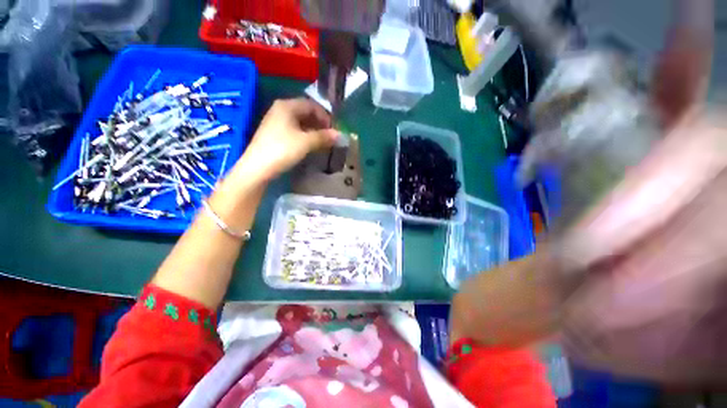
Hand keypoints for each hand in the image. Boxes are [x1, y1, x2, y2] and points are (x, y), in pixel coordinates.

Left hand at [232, 98, 338, 181]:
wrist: (257, 167)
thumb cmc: (282, 150)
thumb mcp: (306, 142)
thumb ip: (324, 137)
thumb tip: (340, 135)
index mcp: (287, 106)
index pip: (312, 105)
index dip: (325, 116)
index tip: (333, 130)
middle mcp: (281, 109)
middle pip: (306, 112)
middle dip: (320, 123)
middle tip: (329, 136)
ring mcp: (276, 121)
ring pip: (300, 121)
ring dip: (313, 130)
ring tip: (322, 142)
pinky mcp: (274, 133)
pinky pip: (294, 129)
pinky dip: (305, 135)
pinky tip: (310, 144)